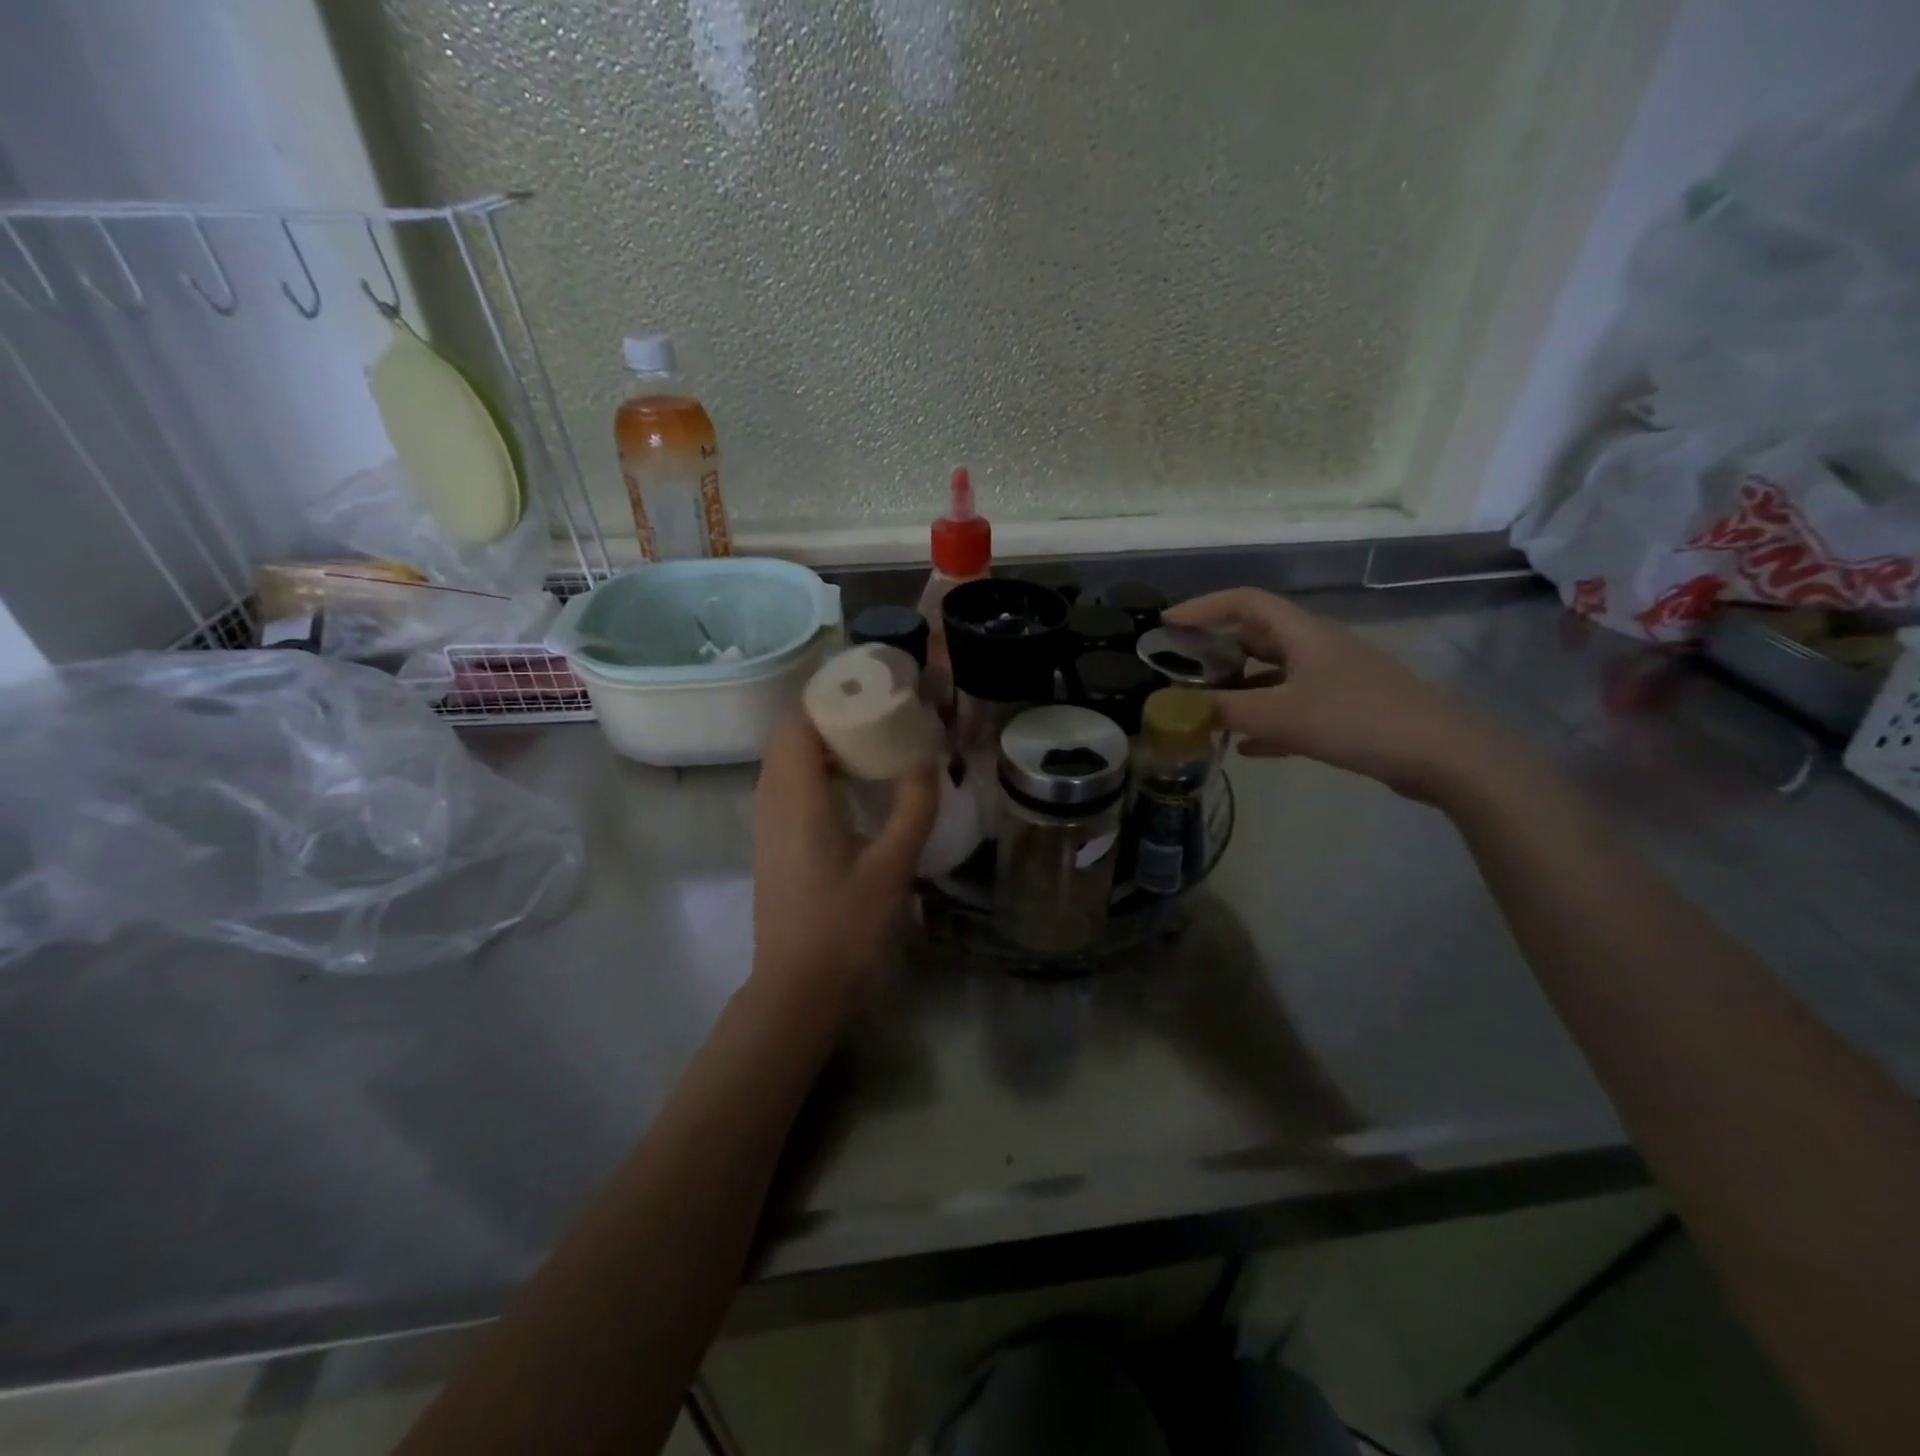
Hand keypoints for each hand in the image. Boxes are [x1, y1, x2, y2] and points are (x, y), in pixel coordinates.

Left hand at [750, 713, 938, 1009]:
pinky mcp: (773, 842)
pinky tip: (854, 785)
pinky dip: (817, 768)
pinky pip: (789, 785)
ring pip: (787, 760)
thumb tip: (929, 757)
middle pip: (791, 734)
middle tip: (881, 708)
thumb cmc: (845, 928)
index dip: (830, 694)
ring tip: (873, 737)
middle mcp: (771, 800)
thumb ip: (914, 806)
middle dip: (832, 712)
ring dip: (824, 740)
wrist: (796, 991)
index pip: (799, 720)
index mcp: (796, 797)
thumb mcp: (893, 867)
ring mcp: (766, 823)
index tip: (872, 684)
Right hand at [1166, 588, 1512, 801]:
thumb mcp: (1281, 715)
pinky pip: (1292, 708)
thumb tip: (1178, 708)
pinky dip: (1265, 721)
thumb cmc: (1357, 719)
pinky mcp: (1345, 710)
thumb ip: (1225, 711)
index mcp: (1302, 633)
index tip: (1167, 625)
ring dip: (1238, 690)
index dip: (1203, 607)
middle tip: (1179, 671)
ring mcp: (1333, 679)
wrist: (1442, 754)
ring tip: (1205, 711)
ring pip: (1272, 676)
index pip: (1244, 602)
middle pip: (1256, 638)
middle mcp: (1315, 648)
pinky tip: (1246, 748)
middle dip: (1215, 651)